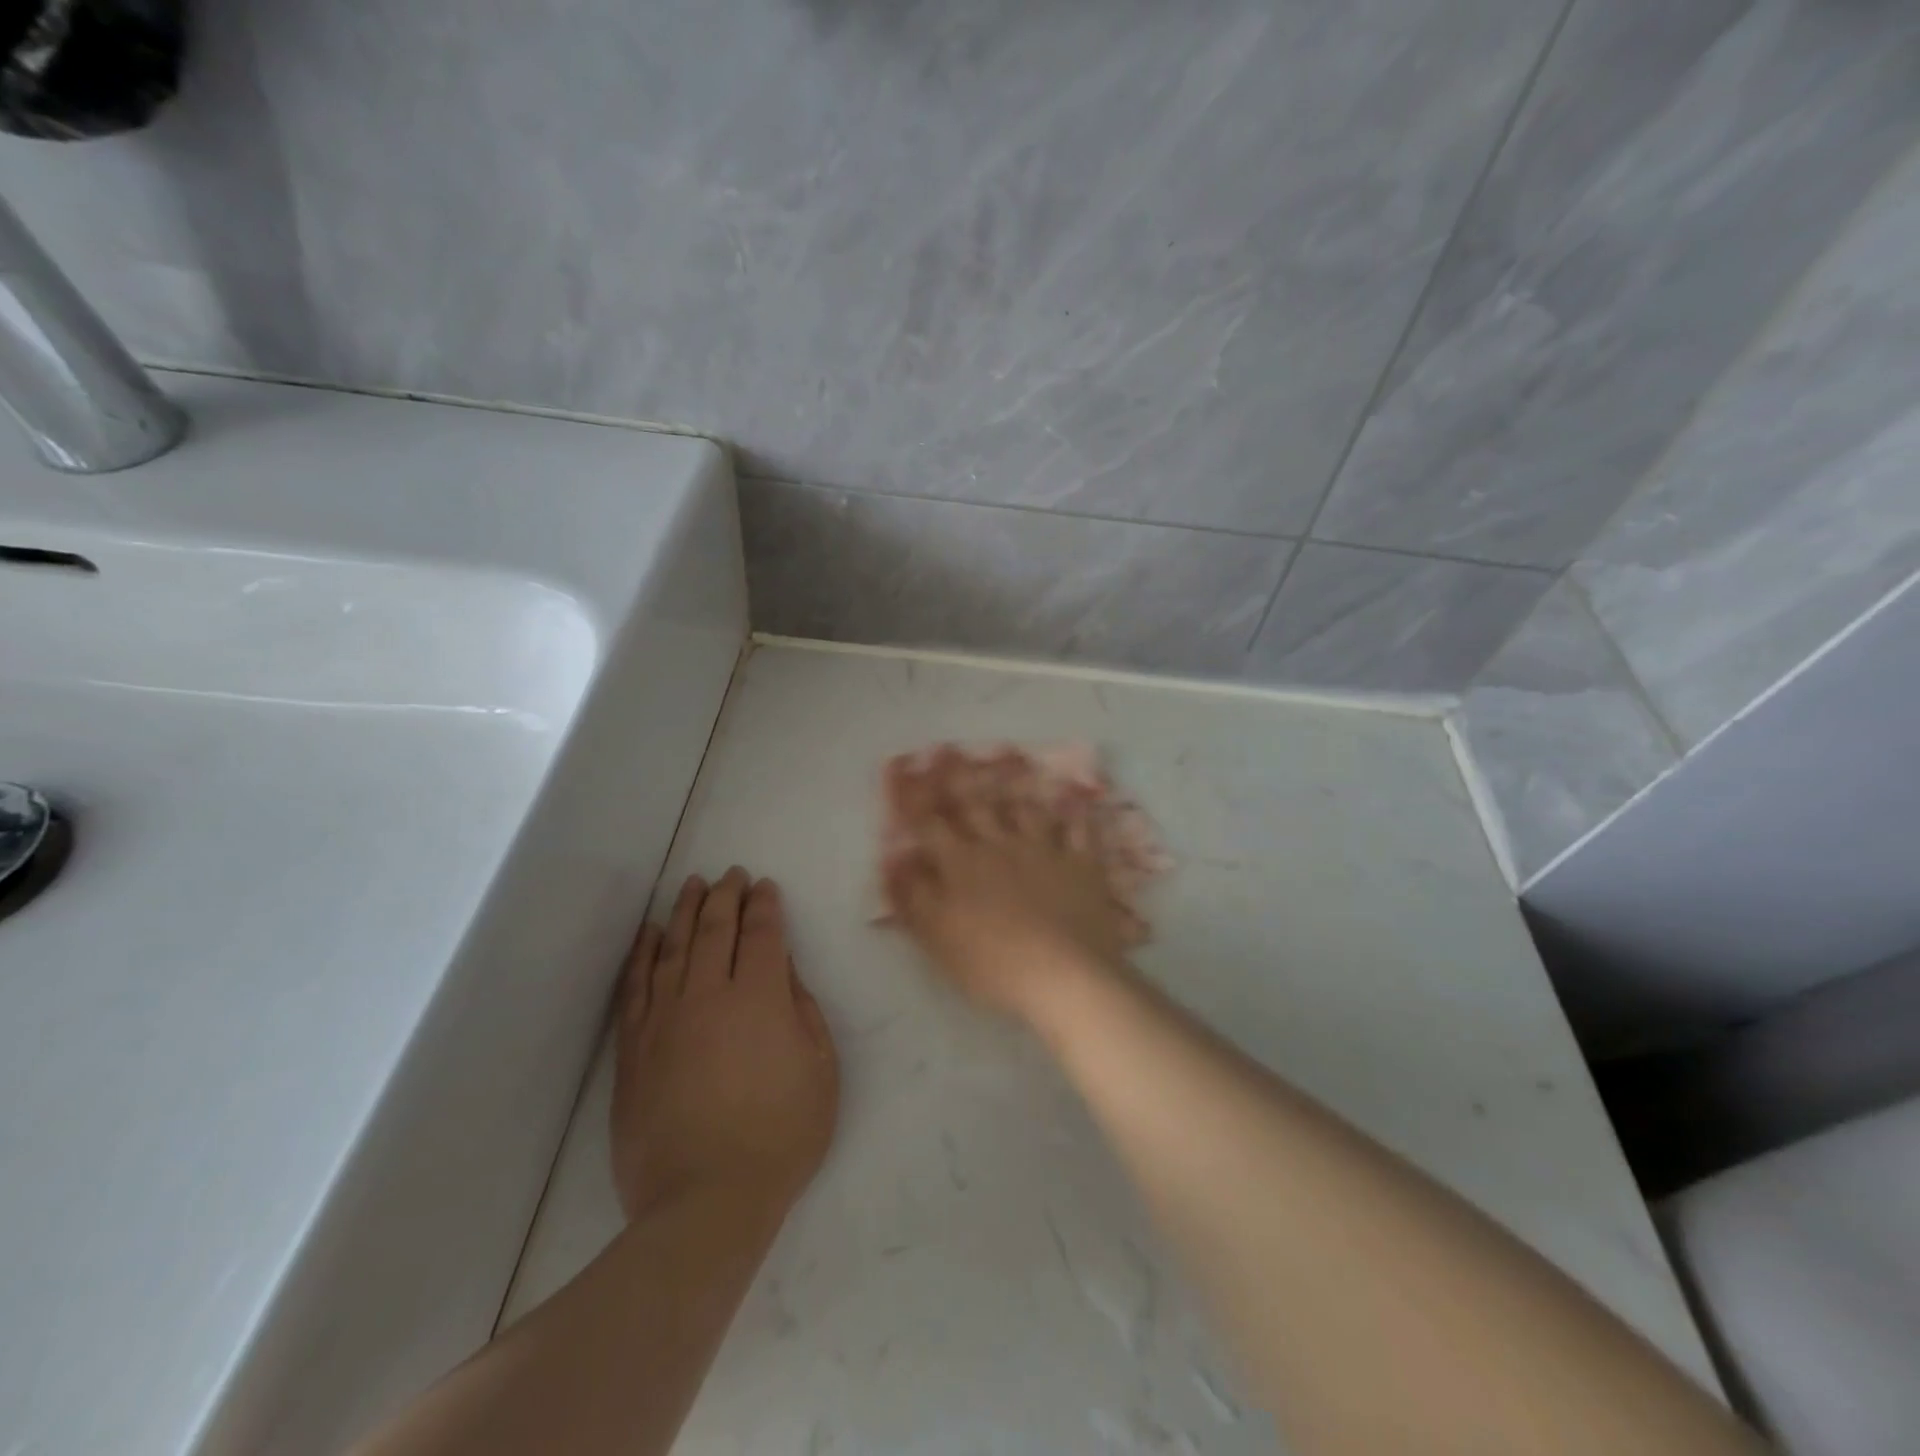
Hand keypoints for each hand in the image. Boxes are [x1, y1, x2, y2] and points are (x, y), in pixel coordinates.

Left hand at [611, 868, 838, 1222]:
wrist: (705, 1202)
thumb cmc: (780, 1136)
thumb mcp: (820, 1071)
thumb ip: (804, 1011)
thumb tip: (784, 971)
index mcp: (761, 998)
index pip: (762, 934)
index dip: (765, 905)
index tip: (765, 887)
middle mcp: (710, 995)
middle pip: (716, 929)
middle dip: (725, 896)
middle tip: (731, 875)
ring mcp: (665, 1019)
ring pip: (673, 948)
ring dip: (684, 911)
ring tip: (691, 886)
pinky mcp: (634, 1048)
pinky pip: (636, 986)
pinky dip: (642, 954)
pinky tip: (649, 934)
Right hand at [881, 746, 1133, 1024]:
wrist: (1063, 976)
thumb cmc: (991, 963)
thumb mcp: (937, 936)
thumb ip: (913, 895)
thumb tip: (894, 859)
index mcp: (961, 864)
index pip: (930, 823)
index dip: (913, 796)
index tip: (903, 768)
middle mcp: (1000, 846)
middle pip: (975, 804)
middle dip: (958, 776)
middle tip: (949, 749)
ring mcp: (1044, 850)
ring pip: (1026, 809)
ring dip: (1015, 786)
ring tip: (1008, 759)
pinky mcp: (1081, 864)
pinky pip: (1081, 830)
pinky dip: (1078, 813)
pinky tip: (1078, 797)